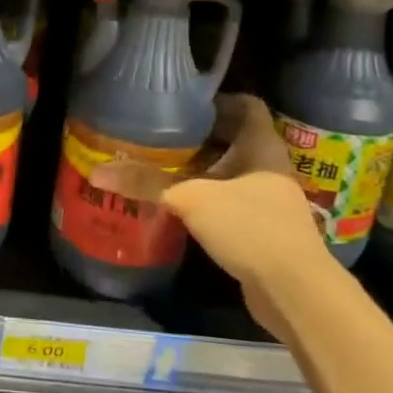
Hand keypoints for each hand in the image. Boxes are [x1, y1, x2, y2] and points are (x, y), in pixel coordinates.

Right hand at [89, 95, 326, 308]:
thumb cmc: (250, 227)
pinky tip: (179, 206)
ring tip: (162, 166)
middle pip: (235, 139)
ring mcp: (270, 201)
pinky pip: (231, 203)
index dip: (217, 99)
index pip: (247, 105)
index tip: (181, 104)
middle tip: (161, 134)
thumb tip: (97, 173)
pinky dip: (207, 200)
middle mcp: (270, 168)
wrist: (295, 292)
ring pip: (232, 173)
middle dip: (200, 136)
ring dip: (202, 170)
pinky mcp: (263, 231)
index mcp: (262, 147)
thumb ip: (146, 183)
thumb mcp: (191, 199)